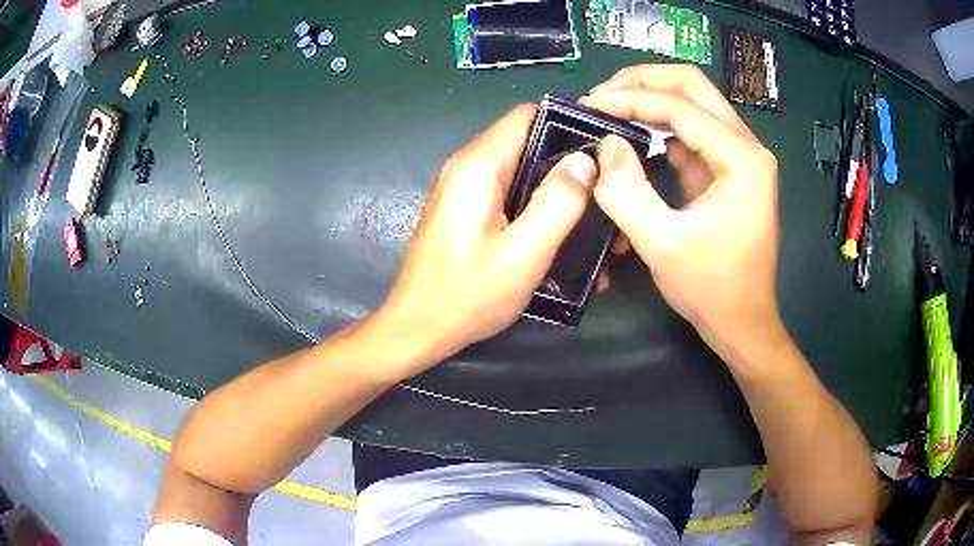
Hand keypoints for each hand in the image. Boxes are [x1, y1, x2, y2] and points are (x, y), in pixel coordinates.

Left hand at [371, 104, 597, 375]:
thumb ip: (557, 202)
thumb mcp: (523, 254)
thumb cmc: (467, 296)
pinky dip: (531, 199)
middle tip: (601, 188)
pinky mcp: (464, 207)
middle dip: (565, 158)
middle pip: (526, 139)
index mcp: (478, 166)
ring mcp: (462, 186)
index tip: (601, 150)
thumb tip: (585, 160)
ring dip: (551, 182)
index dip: (567, 125)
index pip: (528, 115)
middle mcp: (466, 165)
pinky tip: (553, 227)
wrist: (417, 329)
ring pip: (518, 164)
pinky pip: (505, 187)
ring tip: (586, 210)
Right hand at [582, 65, 781, 361]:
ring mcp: (740, 156)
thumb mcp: (661, 244)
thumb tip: (604, 144)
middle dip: (643, 81)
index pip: (681, 106)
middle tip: (602, 94)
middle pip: (693, 86)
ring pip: (693, 103)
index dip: (631, 99)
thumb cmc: (711, 289)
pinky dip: (660, 127)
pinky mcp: (728, 170)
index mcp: (743, 159)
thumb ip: (625, 191)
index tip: (588, 104)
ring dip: (651, 100)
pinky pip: (692, 132)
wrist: (743, 323)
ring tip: (610, 109)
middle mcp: (747, 147)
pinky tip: (634, 136)